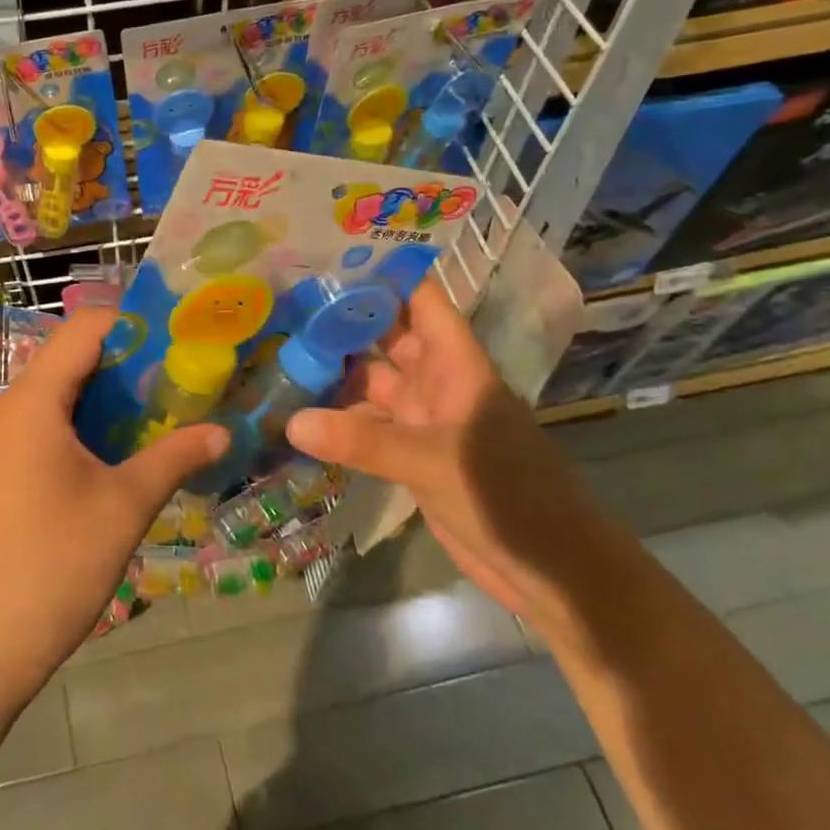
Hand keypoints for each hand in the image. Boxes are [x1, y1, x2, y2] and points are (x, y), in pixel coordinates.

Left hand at [0, 308, 225, 704]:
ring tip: (164, 412)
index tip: (182, 339)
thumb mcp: (124, 506)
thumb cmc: (53, 565)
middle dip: (129, 362)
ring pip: (59, 392)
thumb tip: (223, 431)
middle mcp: (7, 407)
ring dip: (109, 396)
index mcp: (31, 400)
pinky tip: (123, 449)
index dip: (134, 323)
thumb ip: (175, 457)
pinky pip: (45, 423)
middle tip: (183, 378)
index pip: (84, 328)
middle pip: (71, 357)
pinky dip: (85, 423)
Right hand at [285, 278, 630, 637]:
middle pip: (386, 339)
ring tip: (276, 355)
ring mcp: (423, 421)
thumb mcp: (432, 461)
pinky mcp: (412, 457)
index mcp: (455, 365)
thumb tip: (290, 422)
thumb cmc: (508, 496)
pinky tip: (296, 418)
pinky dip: (337, 423)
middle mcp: (437, 383)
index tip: (327, 258)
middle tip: (282, 306)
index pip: (420, 301)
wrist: (553, 571)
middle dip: (342, 323)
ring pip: (371, 384)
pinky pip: (368, 427)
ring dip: (334, 374)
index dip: (383, 276)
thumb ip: (361, 441)